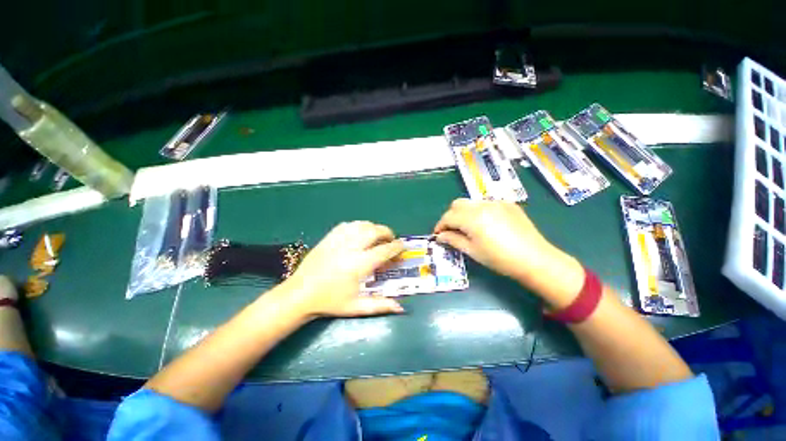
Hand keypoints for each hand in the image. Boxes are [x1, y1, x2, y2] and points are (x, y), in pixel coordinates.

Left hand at [281, 221, 405, 318]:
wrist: (300, 294)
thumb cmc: (329, 302)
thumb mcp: (356, 306)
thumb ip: (380, 305)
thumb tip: (401, 308)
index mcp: (359, 265)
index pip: (384, 250)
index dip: (396, 247)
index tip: (402, 246)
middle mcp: (351, 248)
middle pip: (375, 231)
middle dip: (387, 233)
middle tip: (391, 240)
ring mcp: (338, 240)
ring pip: (362, 225)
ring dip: (373, 228)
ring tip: (376, 236)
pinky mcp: (329, 237)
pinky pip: (347, 225)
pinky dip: (358, 226)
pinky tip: (359, 233)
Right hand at [434, 199, 583, 306]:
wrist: (535, 259)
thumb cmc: (500, 259)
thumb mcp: (472, 251)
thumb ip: (453, 240)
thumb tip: (440, 236)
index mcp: (472, 217)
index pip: (448, 217)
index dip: (440, 225)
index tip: (438, 235)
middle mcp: (482, 205)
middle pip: (457, 204)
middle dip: (450, 216)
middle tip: (452, 231)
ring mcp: (496, 202)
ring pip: (471, 202)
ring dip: (464, 213)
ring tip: (469, 228)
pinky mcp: (508, 204)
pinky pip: (486, 204)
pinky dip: (479, 211)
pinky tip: (487, 224)